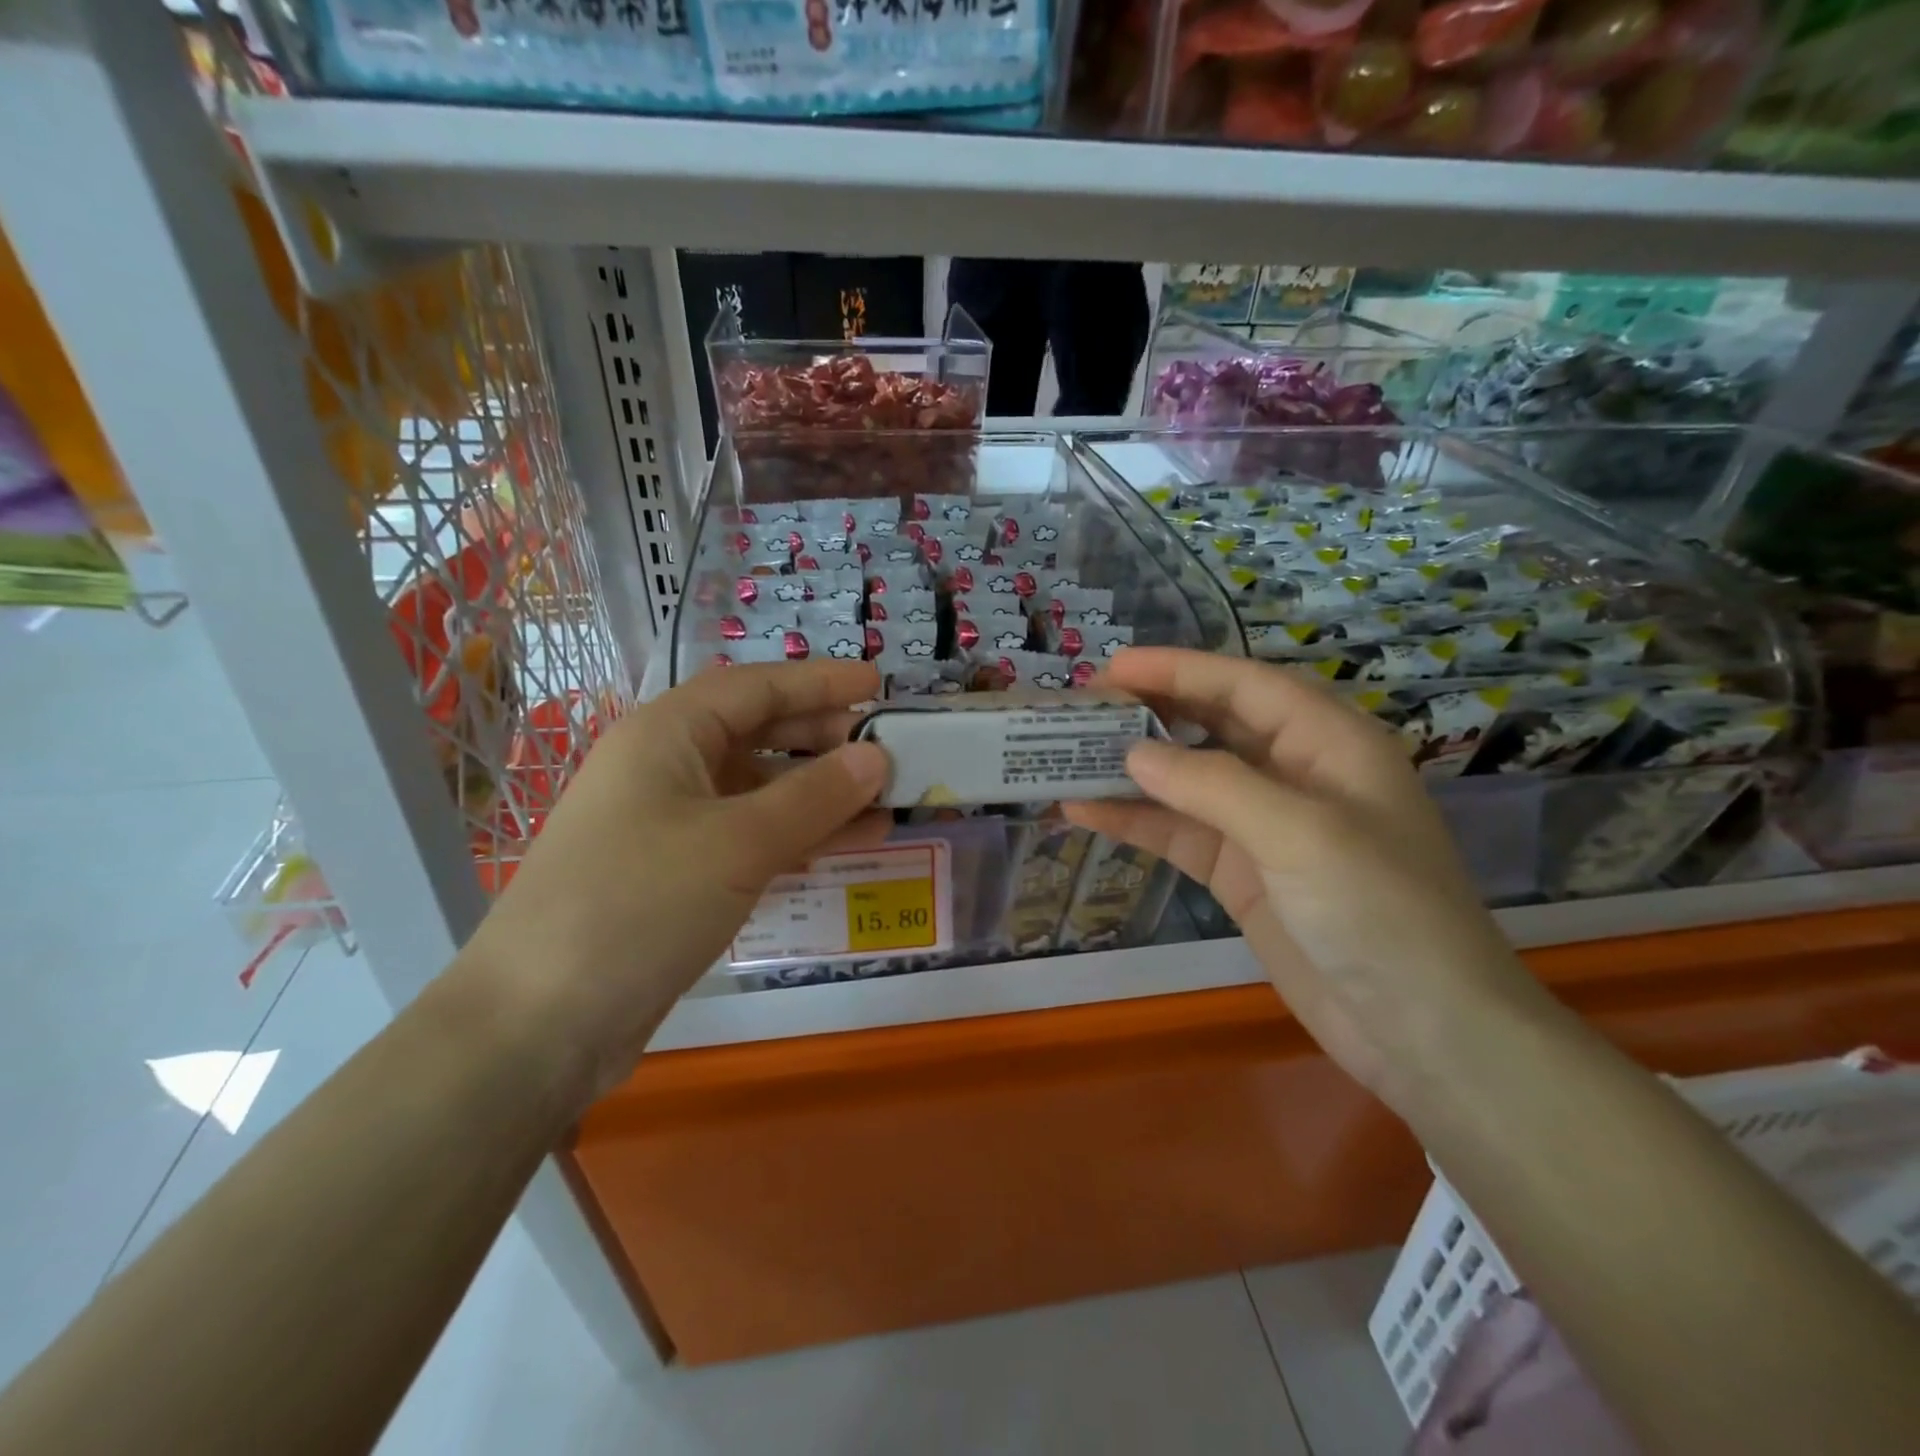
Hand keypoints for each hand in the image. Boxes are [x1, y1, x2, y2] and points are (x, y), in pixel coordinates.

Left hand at [465, 660, 888, 1093]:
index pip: (757, 686)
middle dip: (825, 739)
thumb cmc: (640, 903)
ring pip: (760, 789)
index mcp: (669, 733)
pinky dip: (799, 835)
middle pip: (760, 732)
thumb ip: (815, 795)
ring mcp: (671, 822)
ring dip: (822, 793)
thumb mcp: (739, 842)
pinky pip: (752, 835)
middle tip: (889, 750)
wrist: (539, 1022)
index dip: (820, 681)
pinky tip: (849, 844)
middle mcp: (668, 766)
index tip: (878, 684)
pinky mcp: (678, 873)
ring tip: (887, 802)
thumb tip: (876, 756)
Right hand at [1067, 648, 1549, 1112]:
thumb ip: (1213, 786)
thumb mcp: (1301, 834)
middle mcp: (1295, 773)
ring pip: (1187, 781)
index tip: (1109, 669)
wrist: (1422, 1033)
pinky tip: (1084, 812)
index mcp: (1329, 742)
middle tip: (1081, 710)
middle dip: (1148, 713)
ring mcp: (1264, 827)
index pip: (1243, 684)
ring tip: (1066, 757)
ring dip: (1131, 770)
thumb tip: (1132, 754)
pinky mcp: (1241, 874)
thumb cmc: (1381, 912)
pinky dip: (1135, 822)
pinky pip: (1179, 834)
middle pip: (1211, 725)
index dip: (1176, 669)